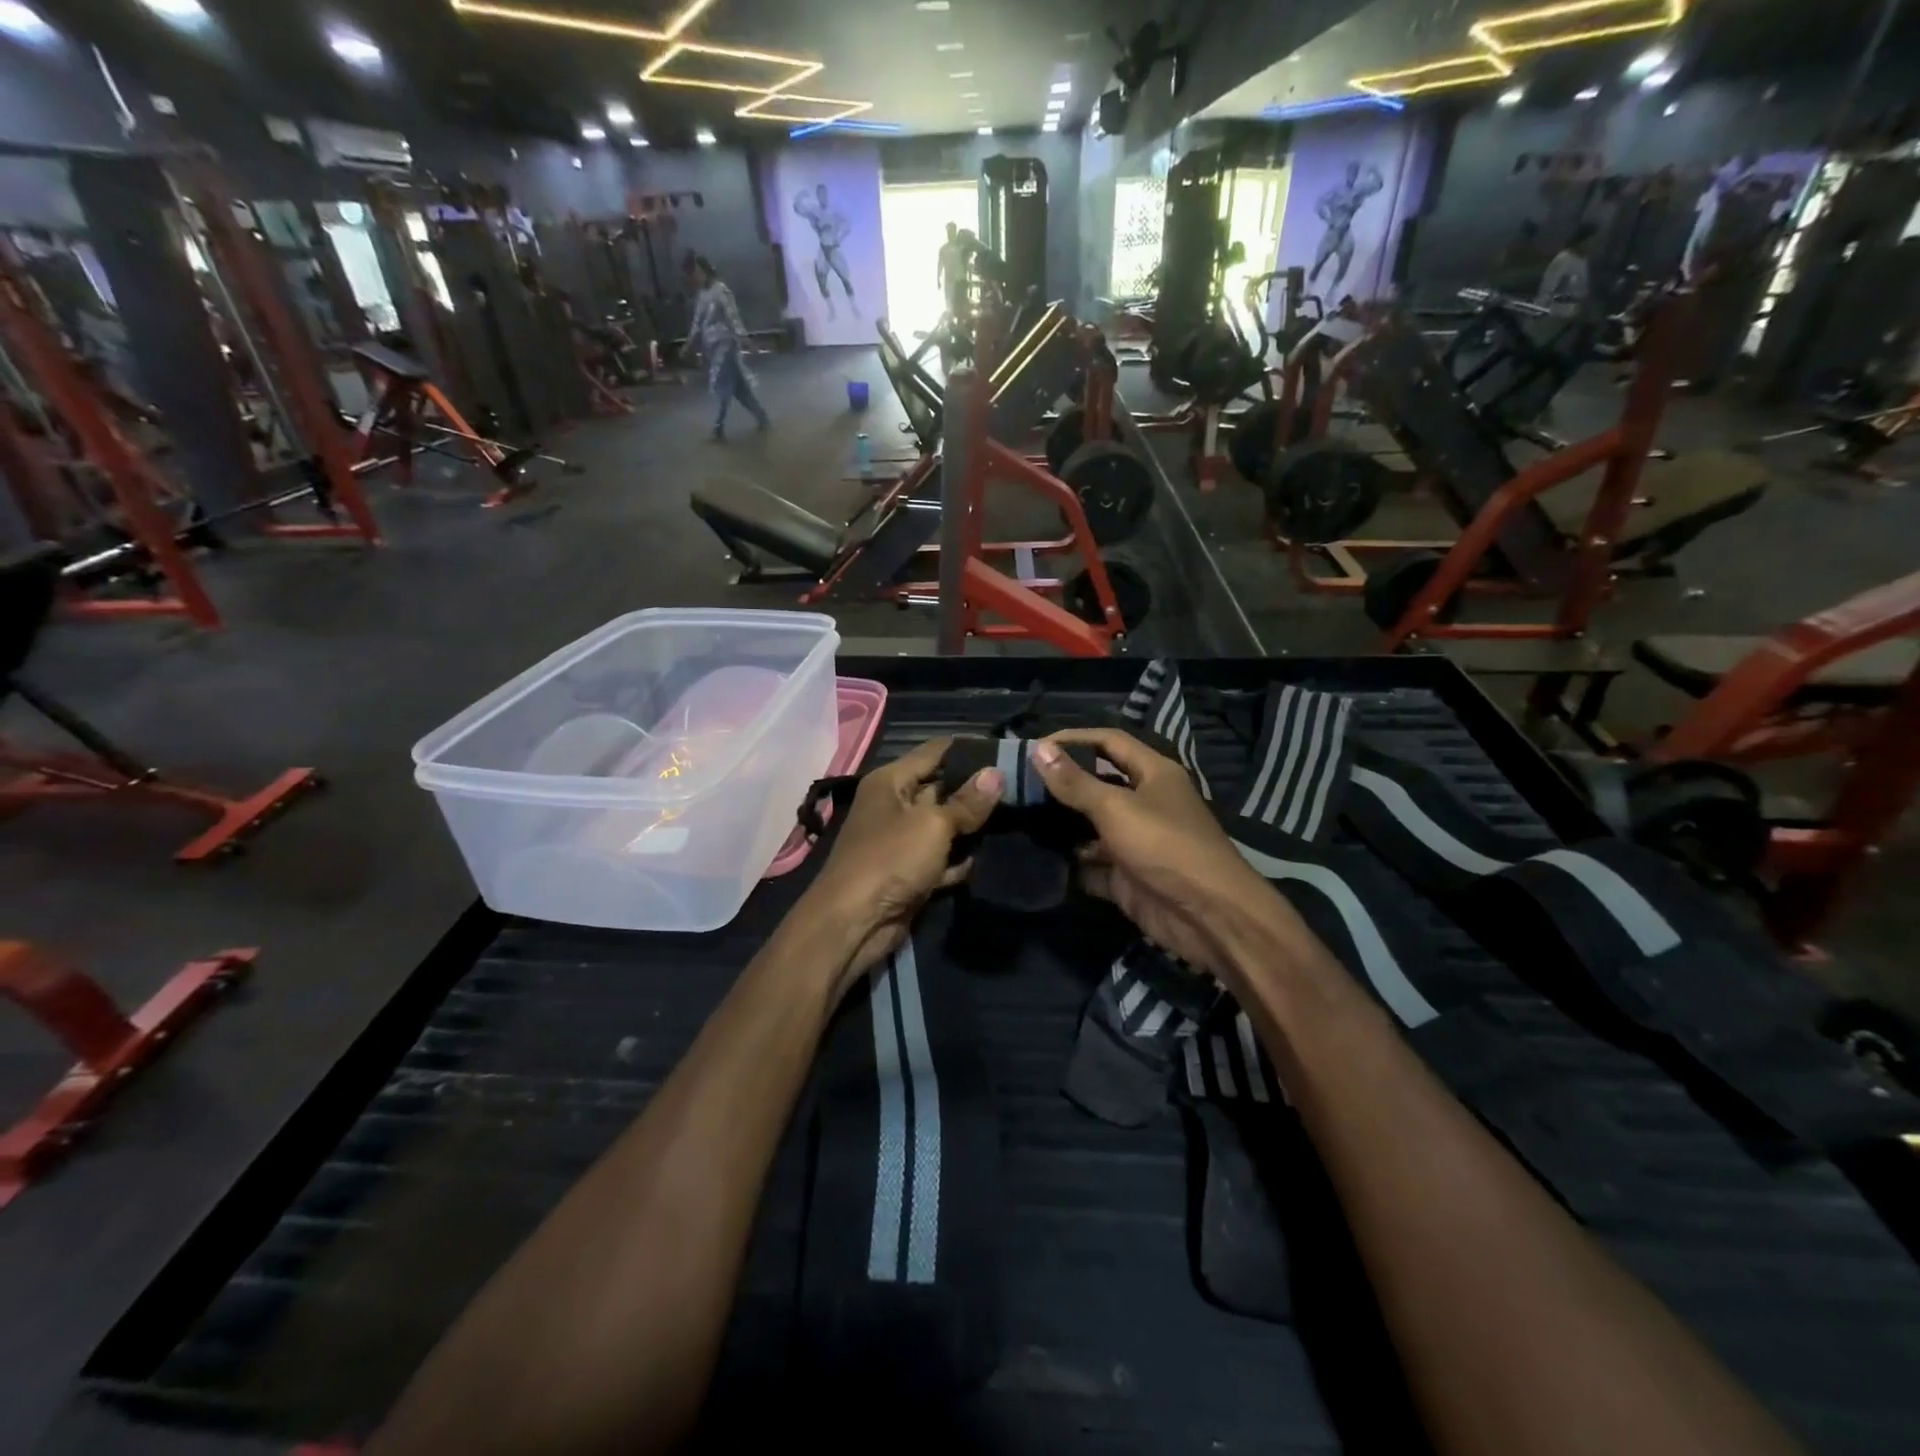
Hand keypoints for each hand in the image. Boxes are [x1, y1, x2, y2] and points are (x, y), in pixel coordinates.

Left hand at [800, 738, 1001, 993]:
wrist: (854, 923)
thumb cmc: (890, 859)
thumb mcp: (933, 825)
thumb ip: (967, 802)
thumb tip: (997, 774)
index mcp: (890, 782)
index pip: (935, 752)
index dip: (968, 749)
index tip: (1007, 750)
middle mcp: (894, 805)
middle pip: (941, 788)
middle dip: (976, 789)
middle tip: (1019, 785)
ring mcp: (901, 841)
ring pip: (944, 825)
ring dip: (971, 827)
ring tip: (1015, 816)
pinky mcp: (909, 872)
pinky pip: (941, 858)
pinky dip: (959, 860)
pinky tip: (987, 857)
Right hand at [1030, 729, 1297, 984]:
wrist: (1208, 917)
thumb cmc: (1165, 846)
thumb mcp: (1116, 808)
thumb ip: (1075, 782)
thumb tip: (1039, 749)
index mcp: (1153, 773)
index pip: (1109, 742)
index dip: (1073, 739)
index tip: (1034, 746)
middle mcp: (1145, 802)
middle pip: (1098, 784)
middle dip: (1062, 784)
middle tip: (1019, 784)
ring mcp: (1136, 841)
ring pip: (1092, 826)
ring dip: (1062, 825)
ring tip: (1019, 819)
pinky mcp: (1127, 876)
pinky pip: (1092, 864)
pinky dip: (1070, 863)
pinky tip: (1037, 858)